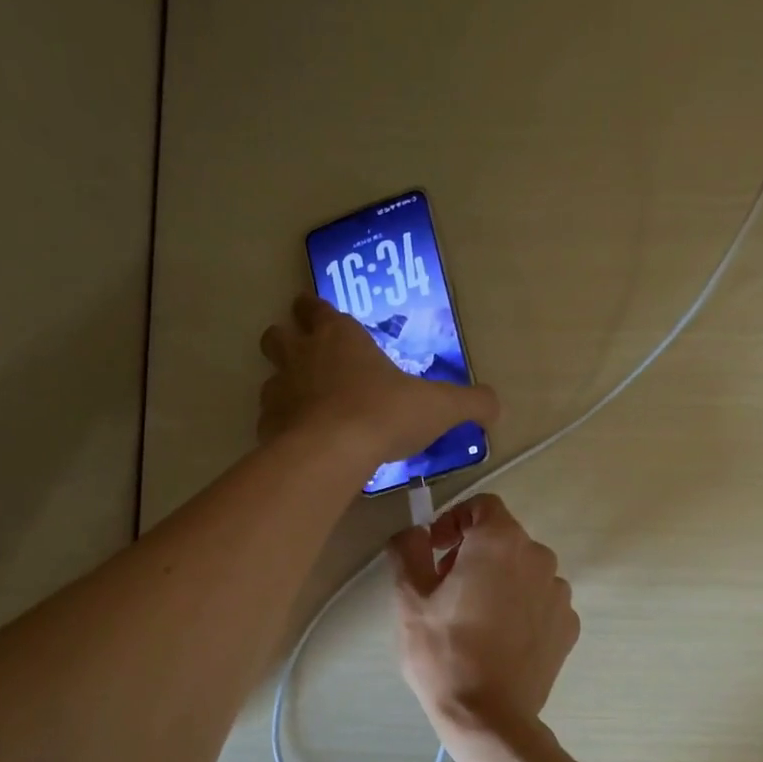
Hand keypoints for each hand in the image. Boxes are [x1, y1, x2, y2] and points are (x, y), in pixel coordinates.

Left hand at [259, 294, 497, 467]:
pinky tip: (300, 442)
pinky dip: (281, 426)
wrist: (332, 453)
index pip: (316, 308)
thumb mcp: (439, 407)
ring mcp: (278, 390)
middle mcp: (301, 355)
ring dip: (283, 386)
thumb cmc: (384, 414)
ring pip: (269, 376)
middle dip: (287, 339)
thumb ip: (470, 403)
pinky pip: (269, 419)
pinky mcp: (266, 426)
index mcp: (338, 337)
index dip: (315, 311)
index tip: (319, 317)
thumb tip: (496, 406)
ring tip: (306, 407)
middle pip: (278, 334)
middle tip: (307, 358)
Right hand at [389, 494, 578, 737]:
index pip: (482, 506)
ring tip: (473, 618)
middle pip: (504, 539)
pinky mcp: (568, 626)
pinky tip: (499, 639)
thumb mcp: (410, 598)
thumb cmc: (444, 651)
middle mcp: (539, 557)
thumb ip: (408, 549)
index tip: (434, 550)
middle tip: (445, 588)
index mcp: (500, 542)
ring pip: (523, 571)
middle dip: (473, 553)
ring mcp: (559, 593)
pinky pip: (540, 602)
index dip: (454, 521)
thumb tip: (413, 532)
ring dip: (499, 580)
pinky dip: (521, 607)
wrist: (489, 716)